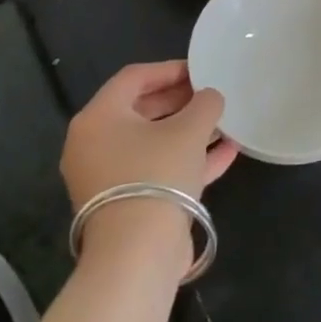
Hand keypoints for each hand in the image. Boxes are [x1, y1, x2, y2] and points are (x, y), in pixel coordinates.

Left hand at [62, 62, 238, 256]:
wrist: (138, 252)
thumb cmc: (157, 174)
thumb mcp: (189, 130)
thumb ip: (205, 104)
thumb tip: (210, 97)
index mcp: (98, 118)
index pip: (134, 78)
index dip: (170, 69)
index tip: (202, 70)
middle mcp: (94, 144)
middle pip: (141, 109)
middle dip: (181, 101)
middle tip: (212, 95)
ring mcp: (108, 177)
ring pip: (152, 142)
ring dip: (188, 130)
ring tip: (223, 122)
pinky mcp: (125, 202)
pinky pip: (157, 169)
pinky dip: (186, 158)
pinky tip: (226, 153)